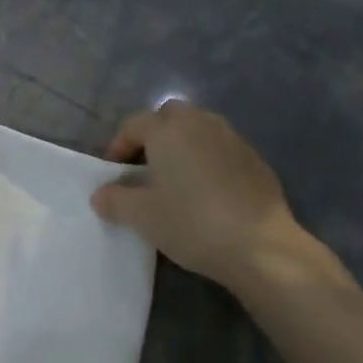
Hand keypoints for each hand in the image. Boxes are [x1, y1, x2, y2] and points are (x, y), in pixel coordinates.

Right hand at [91, 100, 312, 288]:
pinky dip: (208, 161)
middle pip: (170, 116)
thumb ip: (114, 200)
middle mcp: (201, 123)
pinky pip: (221, 150)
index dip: (118, 146)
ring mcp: (233, 139)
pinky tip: (207, 193)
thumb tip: (101, 194)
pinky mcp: (255, 160)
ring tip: (175, 179)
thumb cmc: (191, 223)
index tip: (112, 174)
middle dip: (153, 135)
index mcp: (168, 130)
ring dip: (183, 146)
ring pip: (199, 130)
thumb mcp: (141, 216)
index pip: (134, 125)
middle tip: (144, 168)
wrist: (260, 246)